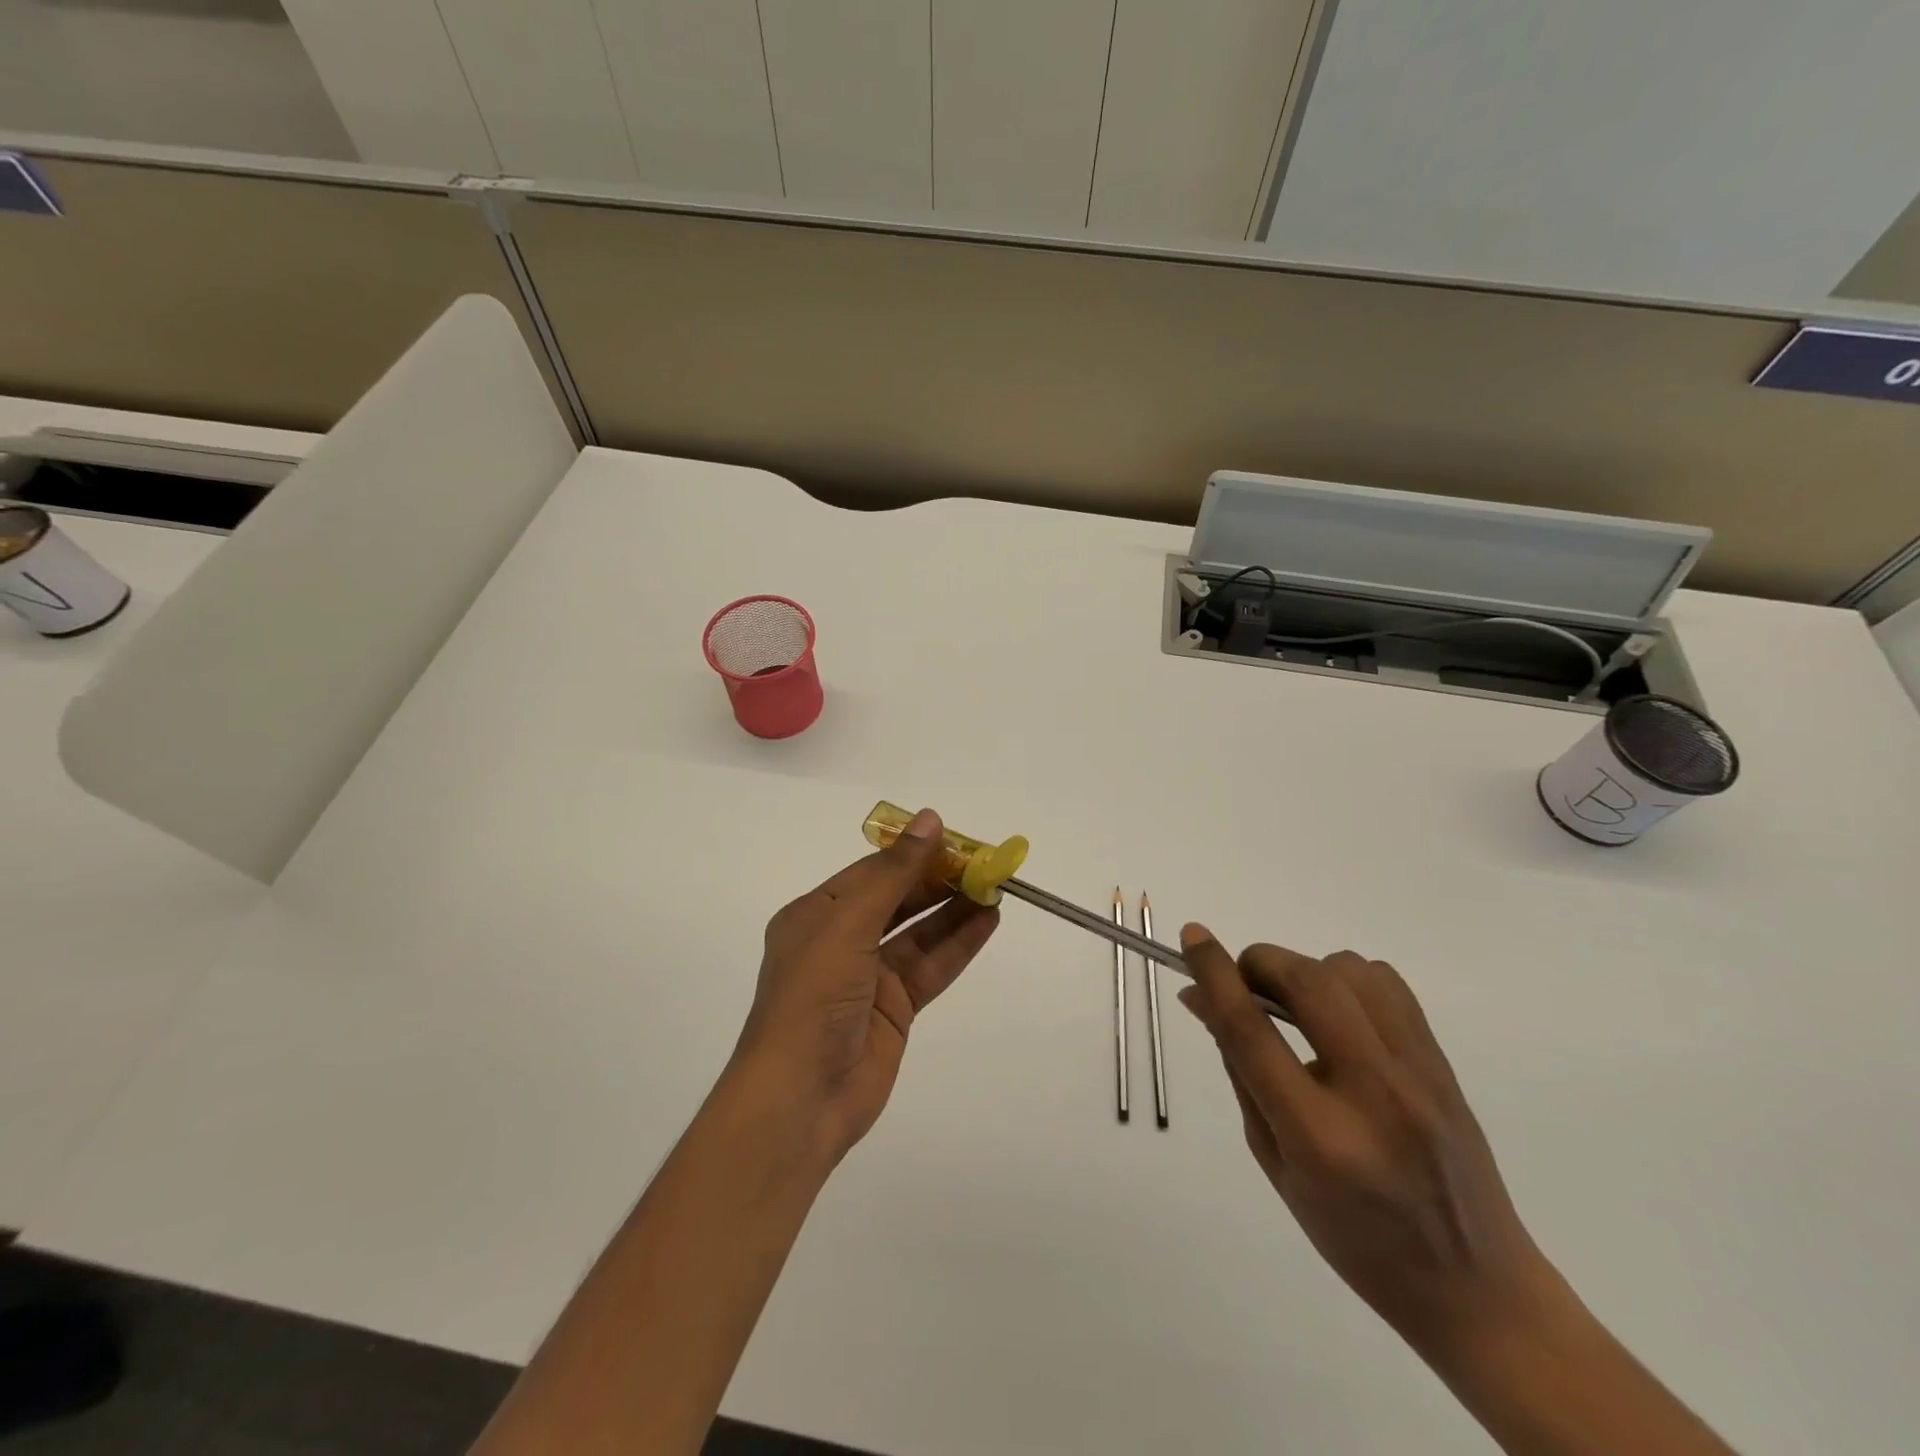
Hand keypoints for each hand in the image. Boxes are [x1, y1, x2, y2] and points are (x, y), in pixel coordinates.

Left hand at [730, 808, 998, 1166]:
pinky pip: (930, 966)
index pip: (872, 871)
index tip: (955, 838)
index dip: (913, 853)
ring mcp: (868, 977)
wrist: (801, 1098)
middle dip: (939, 880)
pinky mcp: (894, 1008)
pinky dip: (958, 944)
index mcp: (815, 914)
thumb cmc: (813, 997)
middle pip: (898, 899)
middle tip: (985, 863)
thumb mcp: (848, 924)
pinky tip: (987, 922)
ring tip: (995, 887)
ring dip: (954, 910)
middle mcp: (840, 940)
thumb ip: (894, 874)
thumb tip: (930, 819)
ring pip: (919, 933)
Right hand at [1176, 927, 1551, 1356]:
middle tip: (1243, 980)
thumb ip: (1239, 1071)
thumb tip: (1202, 999)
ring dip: (1305, 971)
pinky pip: (1388, 984)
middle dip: (1261, 962)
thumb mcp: (1275, 1161)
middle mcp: (1372, 1094)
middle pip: (1306, 982)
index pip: (1251, 1030)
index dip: (1215, 973)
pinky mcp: (1443, 1063)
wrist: (1475, 1286)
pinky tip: (1339, 1012)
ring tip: (1294, 1005)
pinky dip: (1349, 980)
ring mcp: (1418, 1074)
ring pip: (1349, 971)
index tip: (1192, 937)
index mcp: (1318, 1136)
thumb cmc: (1354, 1238)